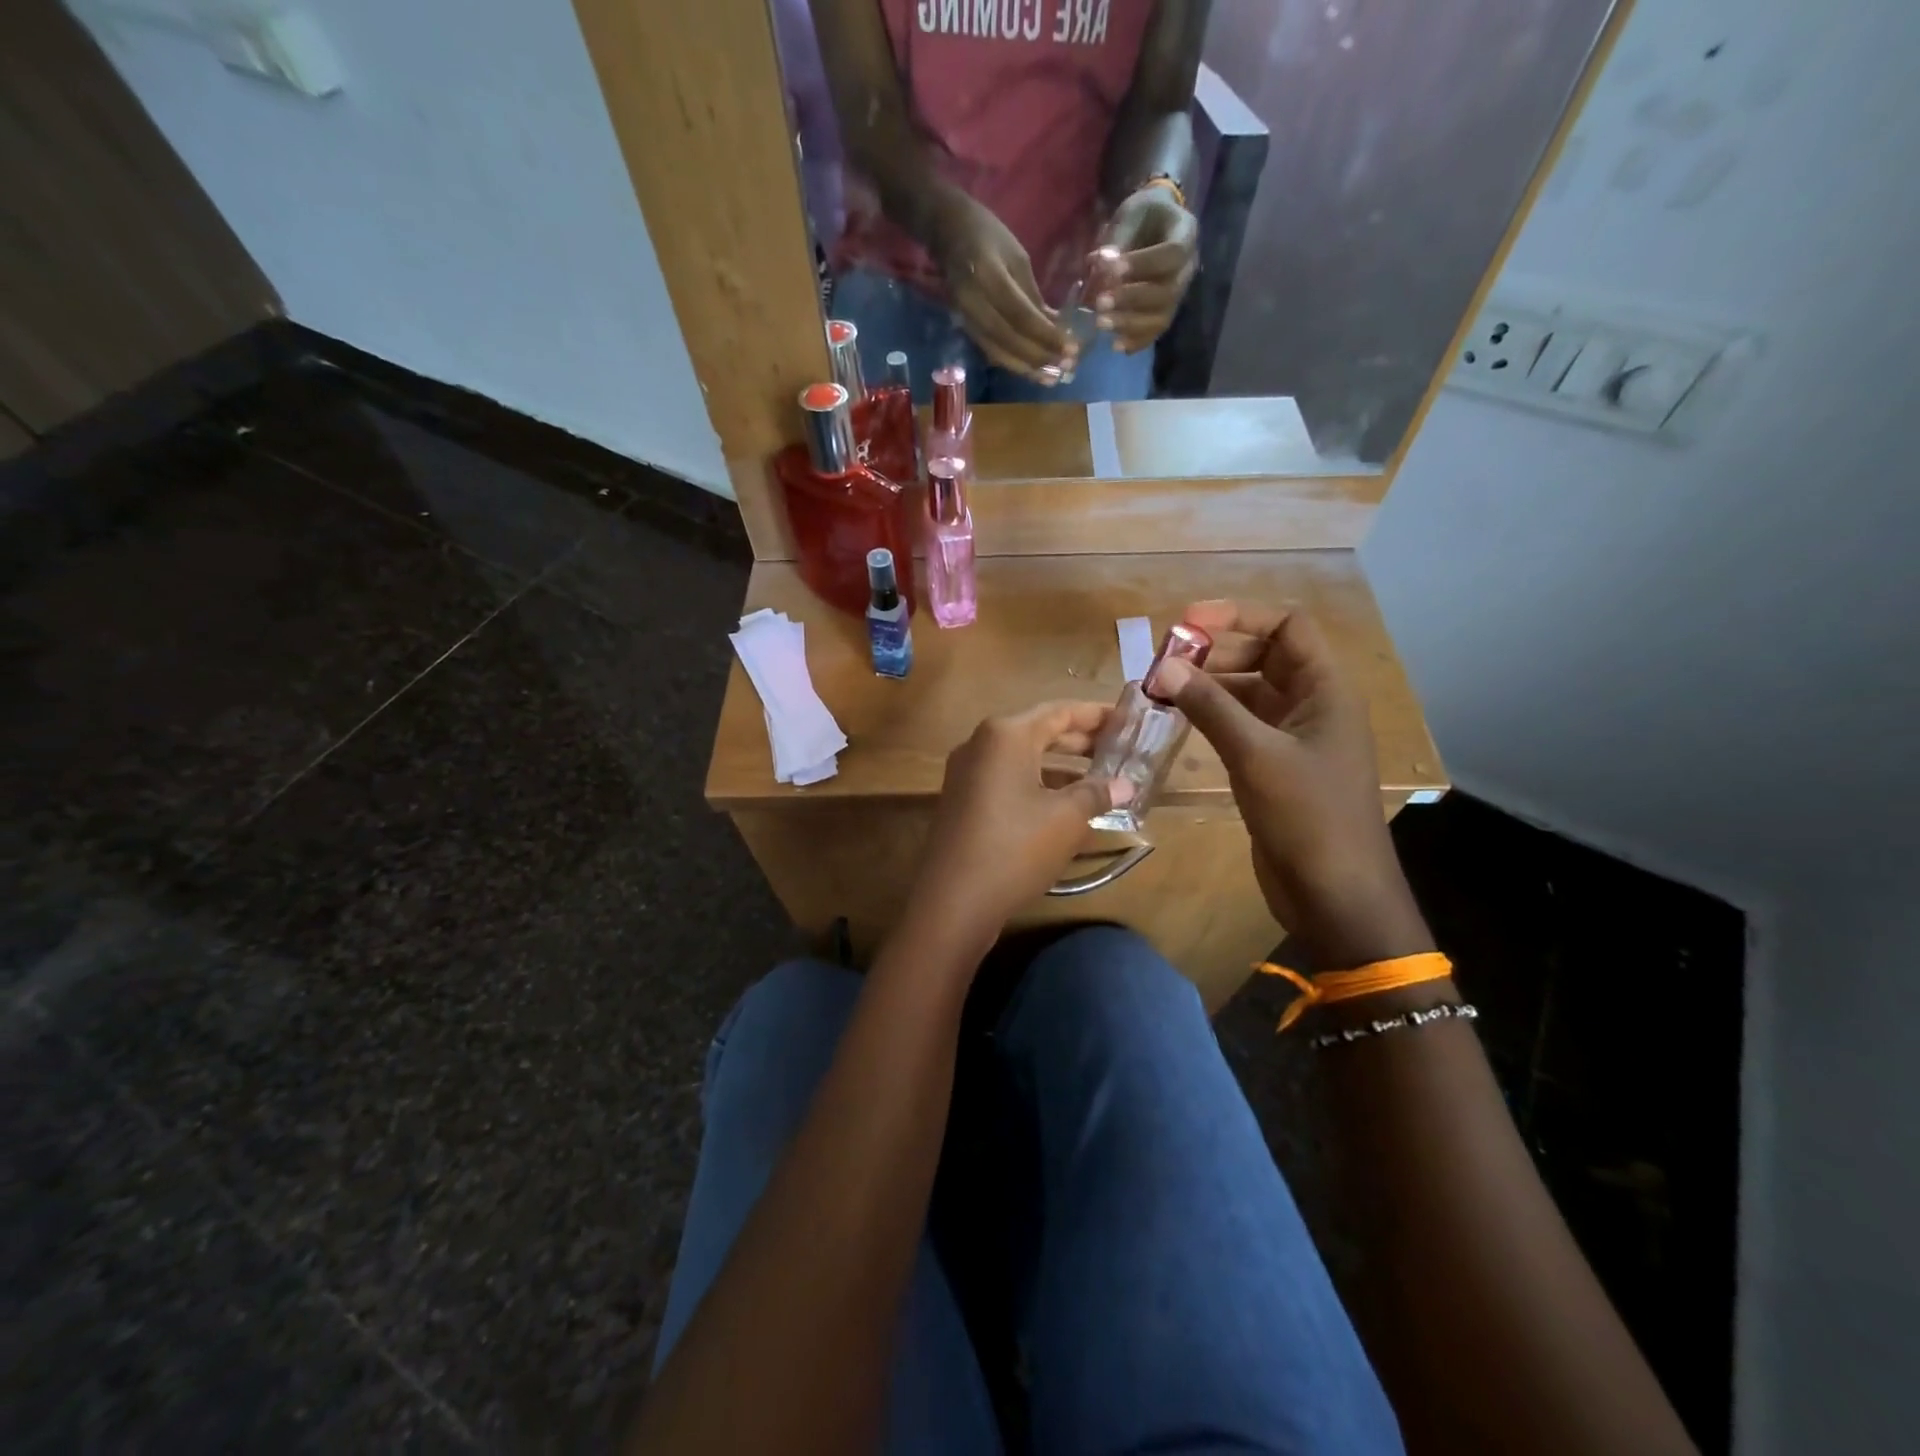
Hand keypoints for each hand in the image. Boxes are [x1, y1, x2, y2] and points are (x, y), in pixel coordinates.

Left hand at [908, 701, 1129, 941]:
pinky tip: (1066, 805)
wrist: (954, 902)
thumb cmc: (1016, 848)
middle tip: (1120, 749)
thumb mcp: (1067, 819)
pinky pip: (1008, 780)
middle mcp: (981, 744)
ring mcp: (967, 773)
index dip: (1097, 715)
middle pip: (1039, 731)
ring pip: (1023, 759)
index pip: (1060, 711)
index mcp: (1005, 734)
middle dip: (1081, 741)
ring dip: (1061, 767)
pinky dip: (1038, 785)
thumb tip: (1126, 785)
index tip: (1128, 721)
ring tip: (1101, 778)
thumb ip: (1097, 793)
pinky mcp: (963, 801)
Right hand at [928, 190, 1073, 380]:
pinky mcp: (965, 326)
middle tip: (1063, 369)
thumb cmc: (988, 235)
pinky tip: (1030, 370)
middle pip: (1008, 339)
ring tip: (1049, 378)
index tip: (1069, 349)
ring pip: (997, 351)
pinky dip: (1011, 362)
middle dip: (1037, 356)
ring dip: (1025, 367)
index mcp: (988, 275)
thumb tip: (1054, 327)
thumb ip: (1032, 294)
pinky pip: (990, 350)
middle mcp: (973, 301)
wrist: (947, 232)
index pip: (1020, 314)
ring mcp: (966, 316)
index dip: (1045, 335)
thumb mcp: (1017, 257)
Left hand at [1087, 185, 1198, 353]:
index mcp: (1185, 234)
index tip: (1112, 268)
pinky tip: (1116, 345)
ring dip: (1130, 325)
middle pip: (1167, 292)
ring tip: (1101, 324)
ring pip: (1162, 317)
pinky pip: (1156, 331)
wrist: (1156, 222)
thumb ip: (1118, 238)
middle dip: (1131, 299)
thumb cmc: (1143, 214)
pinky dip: (1136, 341)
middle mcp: (1188, 268)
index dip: (1143, 264)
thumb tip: (1101, 263)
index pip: (1171, 254)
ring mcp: (1180, 293)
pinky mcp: (1167, 310)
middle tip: (1100, 303)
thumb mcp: (1131, 213)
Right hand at [1151, 601, 1432, 968]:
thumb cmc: (1308, 817)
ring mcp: (1293, 737)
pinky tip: (1177, 721)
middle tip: (1163, 664)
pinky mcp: (1274, 766)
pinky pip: (1240, 725)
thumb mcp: (1256, 755)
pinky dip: (1210, 717)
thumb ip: (1210, 707)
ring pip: (1247, 692)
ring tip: (1161, 691)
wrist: (1335, 894)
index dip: (1239, 615)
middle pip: (1263, 655)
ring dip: (1208, 686)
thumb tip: (1164, 668)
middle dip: (1214, 652)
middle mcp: (1311, 705)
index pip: (1287, 626)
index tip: (1186, 624)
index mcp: (1325, 690)